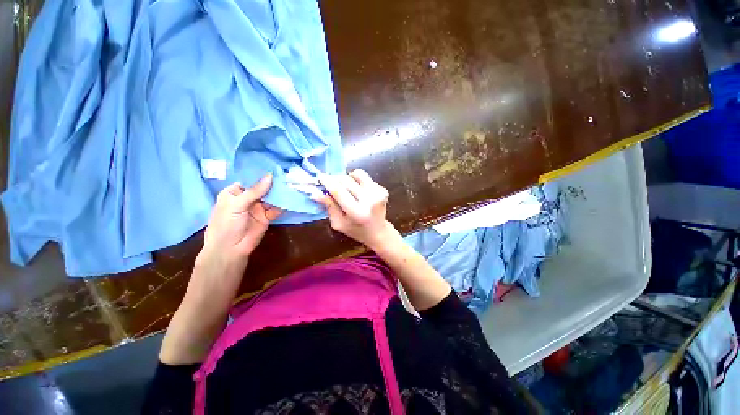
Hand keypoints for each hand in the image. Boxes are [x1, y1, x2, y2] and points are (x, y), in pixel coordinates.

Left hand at [202, 174, 282, 266]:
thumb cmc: (226, 224)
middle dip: (274, 183)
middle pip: (263, 188)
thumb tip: (270, 176)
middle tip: (289, 175)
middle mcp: (247, 198)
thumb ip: (254, 191)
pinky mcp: (267, 217)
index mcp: (235, 192)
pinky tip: (291, 198)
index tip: (277, 168)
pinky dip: (283, 204)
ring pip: (271, 198)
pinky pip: (276, 208)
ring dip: (280, 193)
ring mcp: (258, 208)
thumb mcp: (236, 205)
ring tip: (293, 184)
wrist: (230, 249)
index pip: (250, 180)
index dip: (262, 175)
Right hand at [313, 169, 398, 249]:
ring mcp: (378, 193)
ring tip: (347, 189)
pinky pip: (364, 177)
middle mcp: (370, 200)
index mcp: (357, 213)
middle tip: (330, 184)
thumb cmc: (356, 230)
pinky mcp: (382, 189)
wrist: (379, 231)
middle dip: (335, 180)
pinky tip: (358, 192)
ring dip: (347, 179)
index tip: (320, 177)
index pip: (339, 192)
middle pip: (347, 180)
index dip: (328, 182)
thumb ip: (329, 206)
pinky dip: (357, 181)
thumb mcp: (338, 223)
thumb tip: (315, 192)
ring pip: (356, 174)